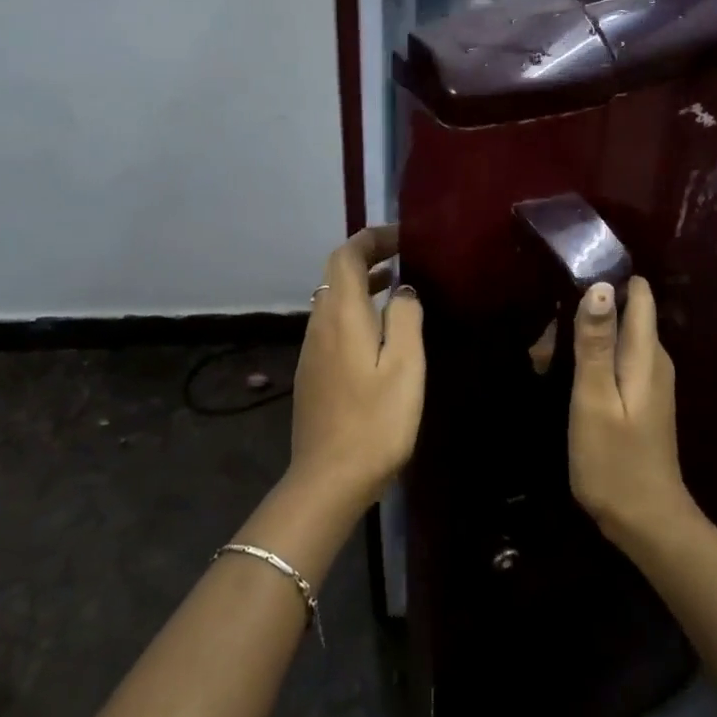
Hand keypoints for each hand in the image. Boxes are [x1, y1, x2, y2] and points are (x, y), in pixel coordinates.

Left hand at [287, 225, 424, 512]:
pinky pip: (332, 325)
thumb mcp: (404, 365)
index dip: (372, 239)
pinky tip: (378, 333)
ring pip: (333, 300)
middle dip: (368, 258)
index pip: (347, 256)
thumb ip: (404, 318)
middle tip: (405, 258)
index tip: (404, 238)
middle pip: (337, 274)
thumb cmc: (375, 421)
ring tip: (397, 288)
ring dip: (362, 286)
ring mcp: (311, 350)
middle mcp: (319, 324)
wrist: (328, 479)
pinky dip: (355, 311)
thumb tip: (402, 290)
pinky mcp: (312, 373)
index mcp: (342, 315)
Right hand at [568, 278, 694, 545]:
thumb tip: (600, 287)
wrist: (646, 522)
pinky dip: (587, 363)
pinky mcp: (640, 399)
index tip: (565, 289)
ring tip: (543, 365)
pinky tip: (562, 382)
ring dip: (578, 343)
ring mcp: (648, 380)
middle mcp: (653, 359)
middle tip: (542, 347)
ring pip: (612, 339)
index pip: (638, 294)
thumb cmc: (614, 461)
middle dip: (580, 317)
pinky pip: (613, 362)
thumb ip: (595, 343)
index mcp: (646, 354)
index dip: (605, 282)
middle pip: (620, 314)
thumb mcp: (594, 400)